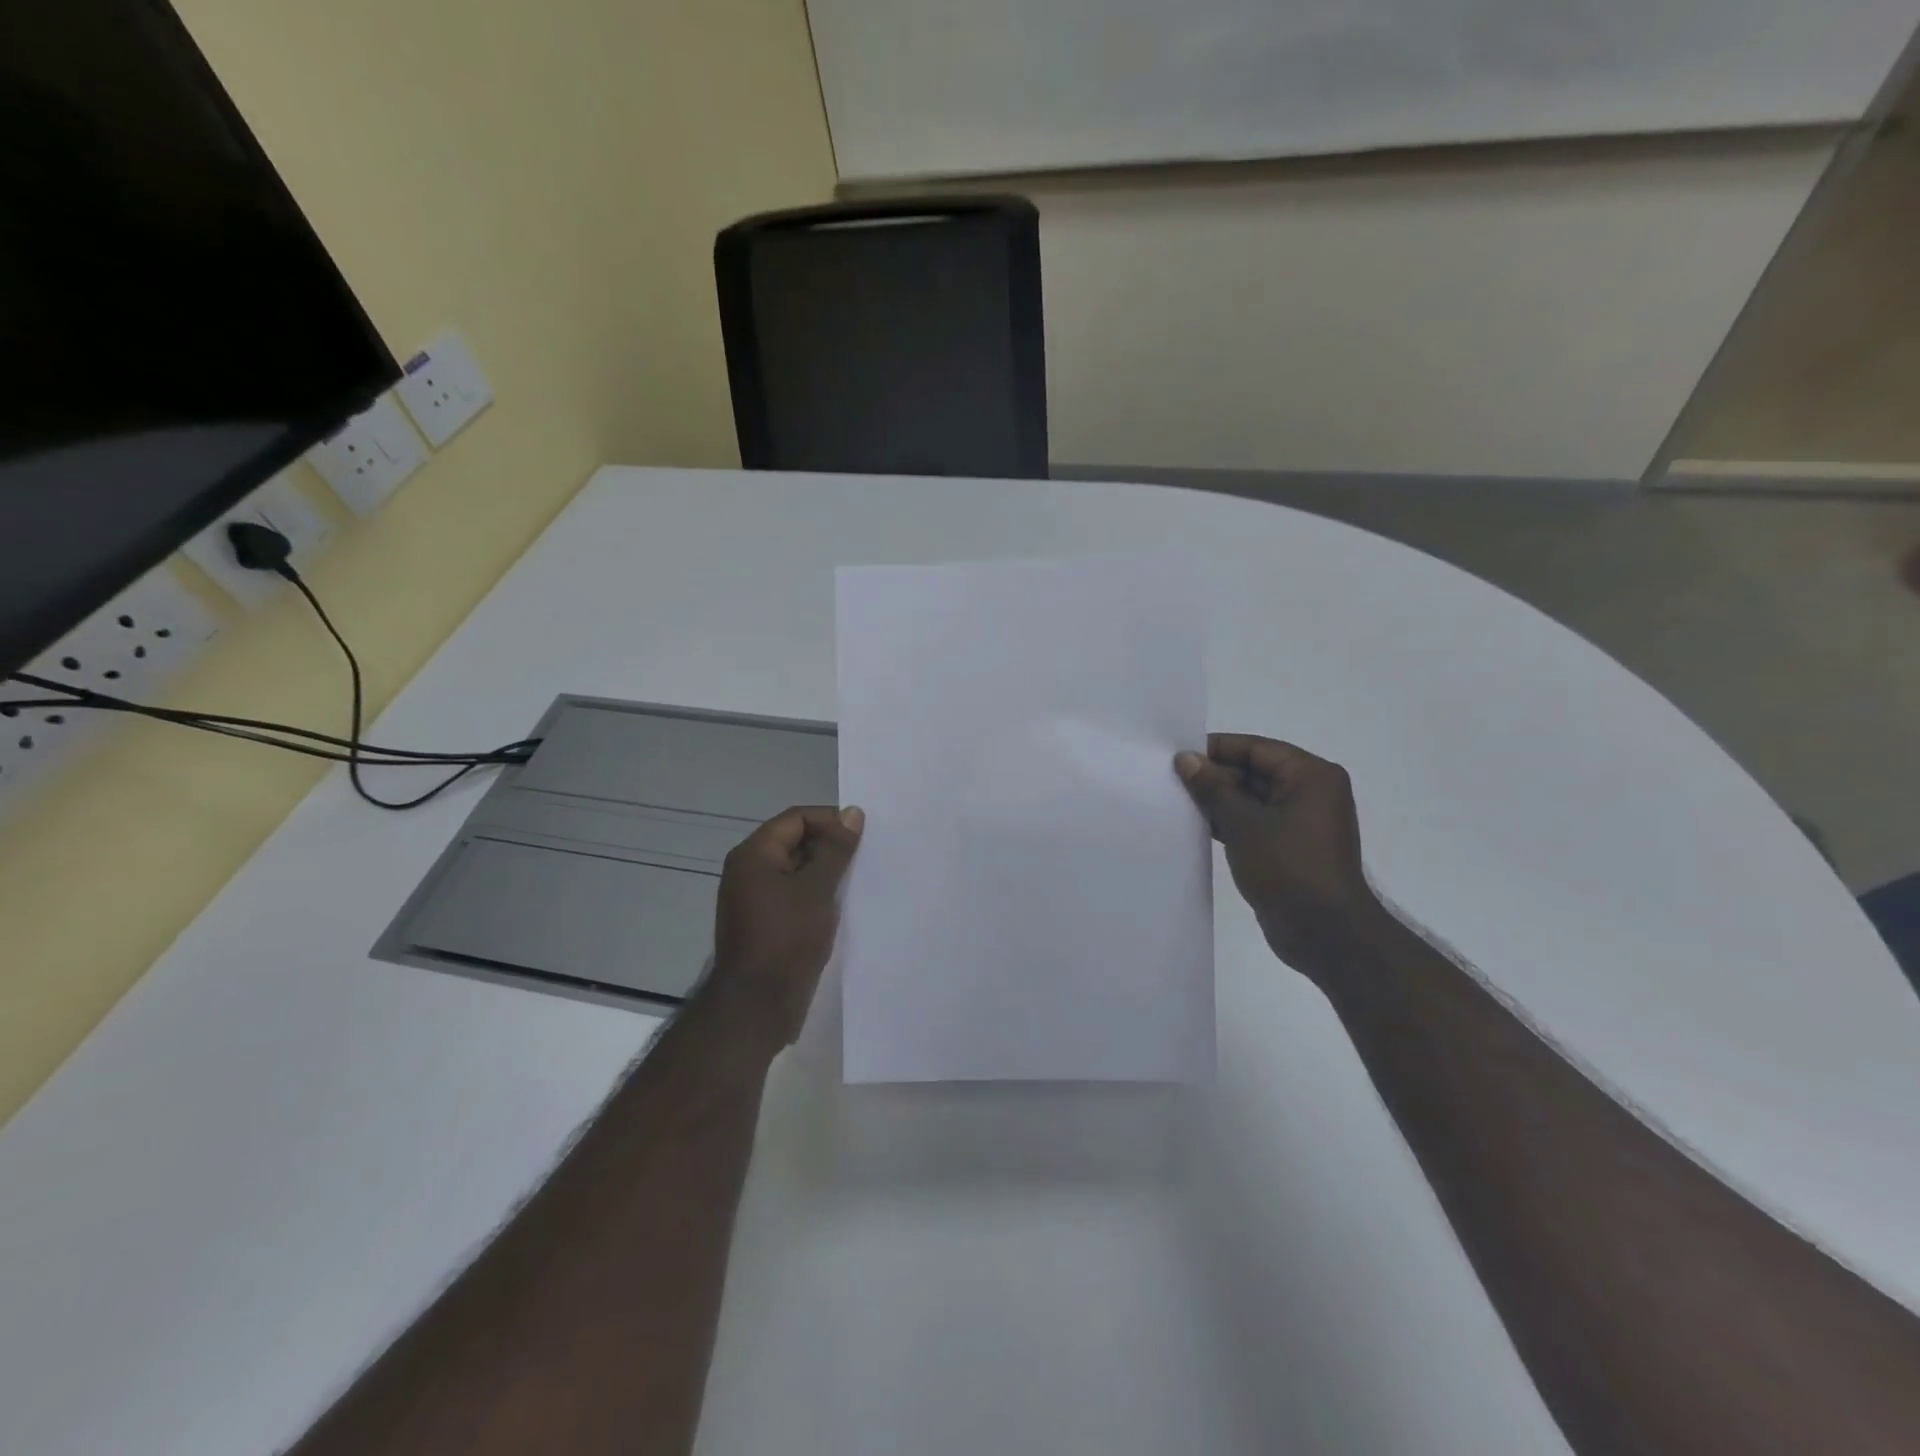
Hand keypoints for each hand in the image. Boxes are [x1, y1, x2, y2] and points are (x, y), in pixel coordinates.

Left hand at [709, 804, 864, 1048]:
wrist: (756, 1007)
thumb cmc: (786, 939)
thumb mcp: (817, 889)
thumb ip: (836, 849)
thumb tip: (852, 813)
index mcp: (753, 855)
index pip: (796, 818)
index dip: (831, 821)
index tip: (862, 837)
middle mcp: (749, 872)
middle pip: (796, 842)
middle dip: (831, 848)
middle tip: (866, 859)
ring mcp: (755, 900)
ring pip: (798, 872)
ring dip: (827, 874)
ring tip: (859, 882)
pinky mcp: (766, 925)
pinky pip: (795, 897)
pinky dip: (818, 896)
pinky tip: (842, 907)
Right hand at [1176, 735, 1383, 981]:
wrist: (1325, 933)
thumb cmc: (1288, 867)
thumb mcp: (1243, 823)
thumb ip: (1212, 788)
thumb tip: (1186, 759)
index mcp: (1310, 776)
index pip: (1255, 748)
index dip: (1216, 749)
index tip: (1178, 755)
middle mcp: (1310, 792)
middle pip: (1254, 772)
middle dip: (1214, 777)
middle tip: (1172, 781)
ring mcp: (1301, 822)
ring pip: (1252, 799)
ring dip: (1219, 802)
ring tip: (1178, 802)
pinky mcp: (1290, 847)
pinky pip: (1255, 823)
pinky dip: (1230, 823)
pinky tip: (1197, 827)